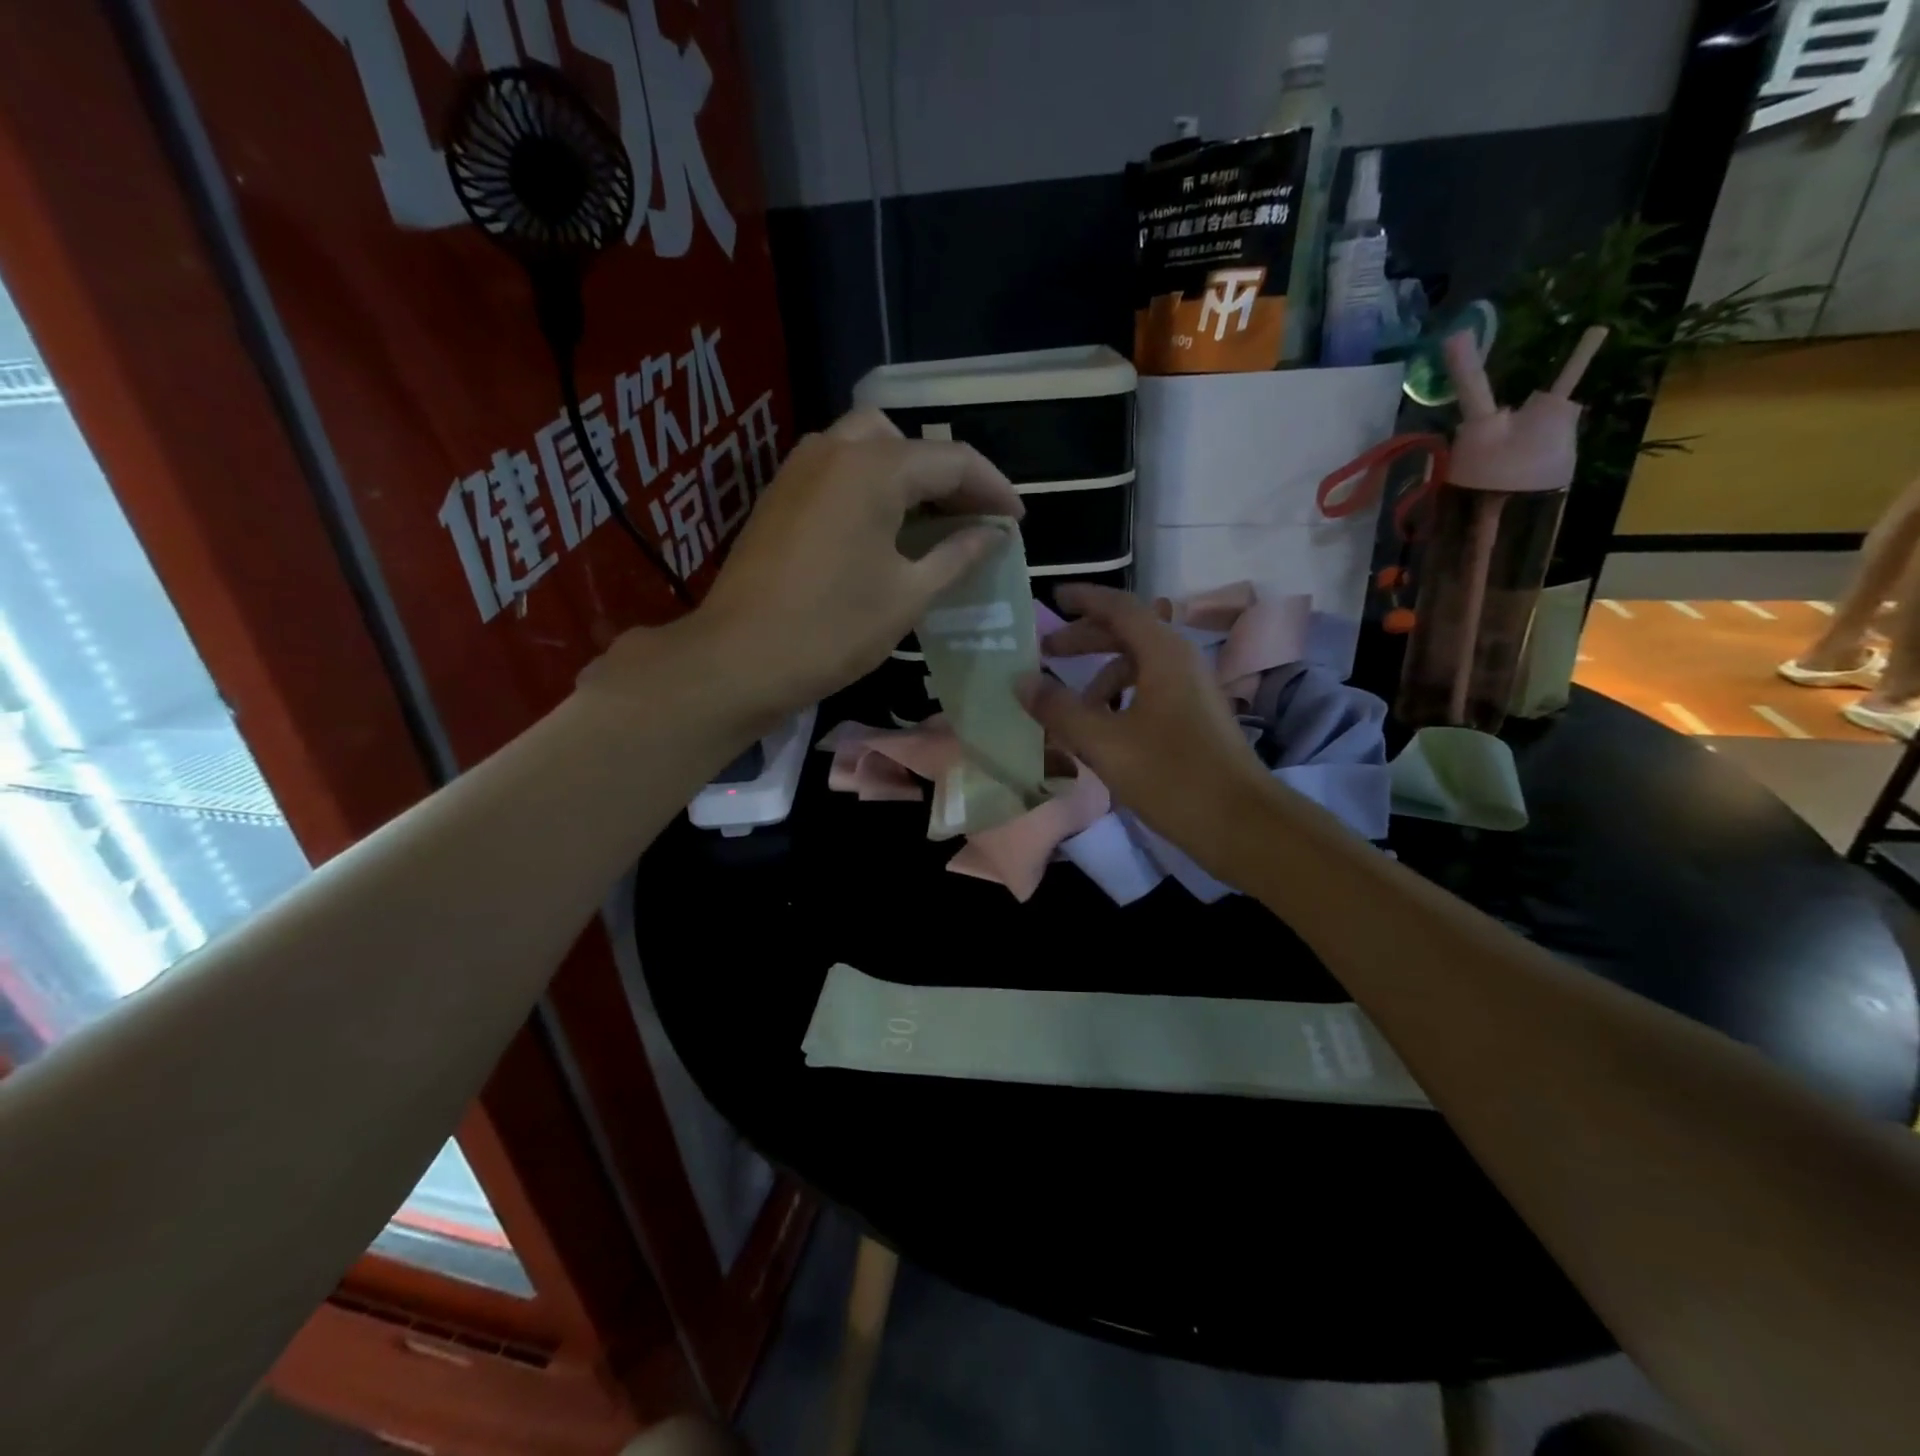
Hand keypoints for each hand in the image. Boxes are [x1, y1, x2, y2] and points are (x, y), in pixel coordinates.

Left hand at [586, 409, 1021, 725]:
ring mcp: (798, 469)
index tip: (1016, 520)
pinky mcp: (779, 496)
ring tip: (932, 521)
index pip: (951, 460)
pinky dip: (871, 486)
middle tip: (971, 515)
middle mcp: (833, 450)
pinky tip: (885, 529)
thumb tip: (992, 535)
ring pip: (866, 448)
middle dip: (945, 473)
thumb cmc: (833, 630)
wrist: (739, 660)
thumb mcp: (908, 596)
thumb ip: (956, 555)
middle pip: (906, 441)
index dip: (993, 488)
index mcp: (873, 468)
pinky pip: (838, 471)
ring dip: (906, 475)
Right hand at [1020, 584, 1278, 873]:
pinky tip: (1102, 732)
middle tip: (1046, 652)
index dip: (1084, 599)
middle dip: (1085, 639)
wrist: (1242, 824)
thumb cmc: (1172, 776)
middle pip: (1127, 634)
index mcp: (1163, 654)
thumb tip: (1021, 681)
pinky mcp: (1195, 719)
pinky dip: (1119, 700)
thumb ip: (1059, 710)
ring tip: (1070, 707)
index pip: (1119, 607)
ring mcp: (1192, 691)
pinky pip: (1149, 692)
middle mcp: (1180, 662)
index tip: (1052, 598)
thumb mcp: (1104, 743)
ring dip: (1101, 677)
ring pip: (1138, 667)